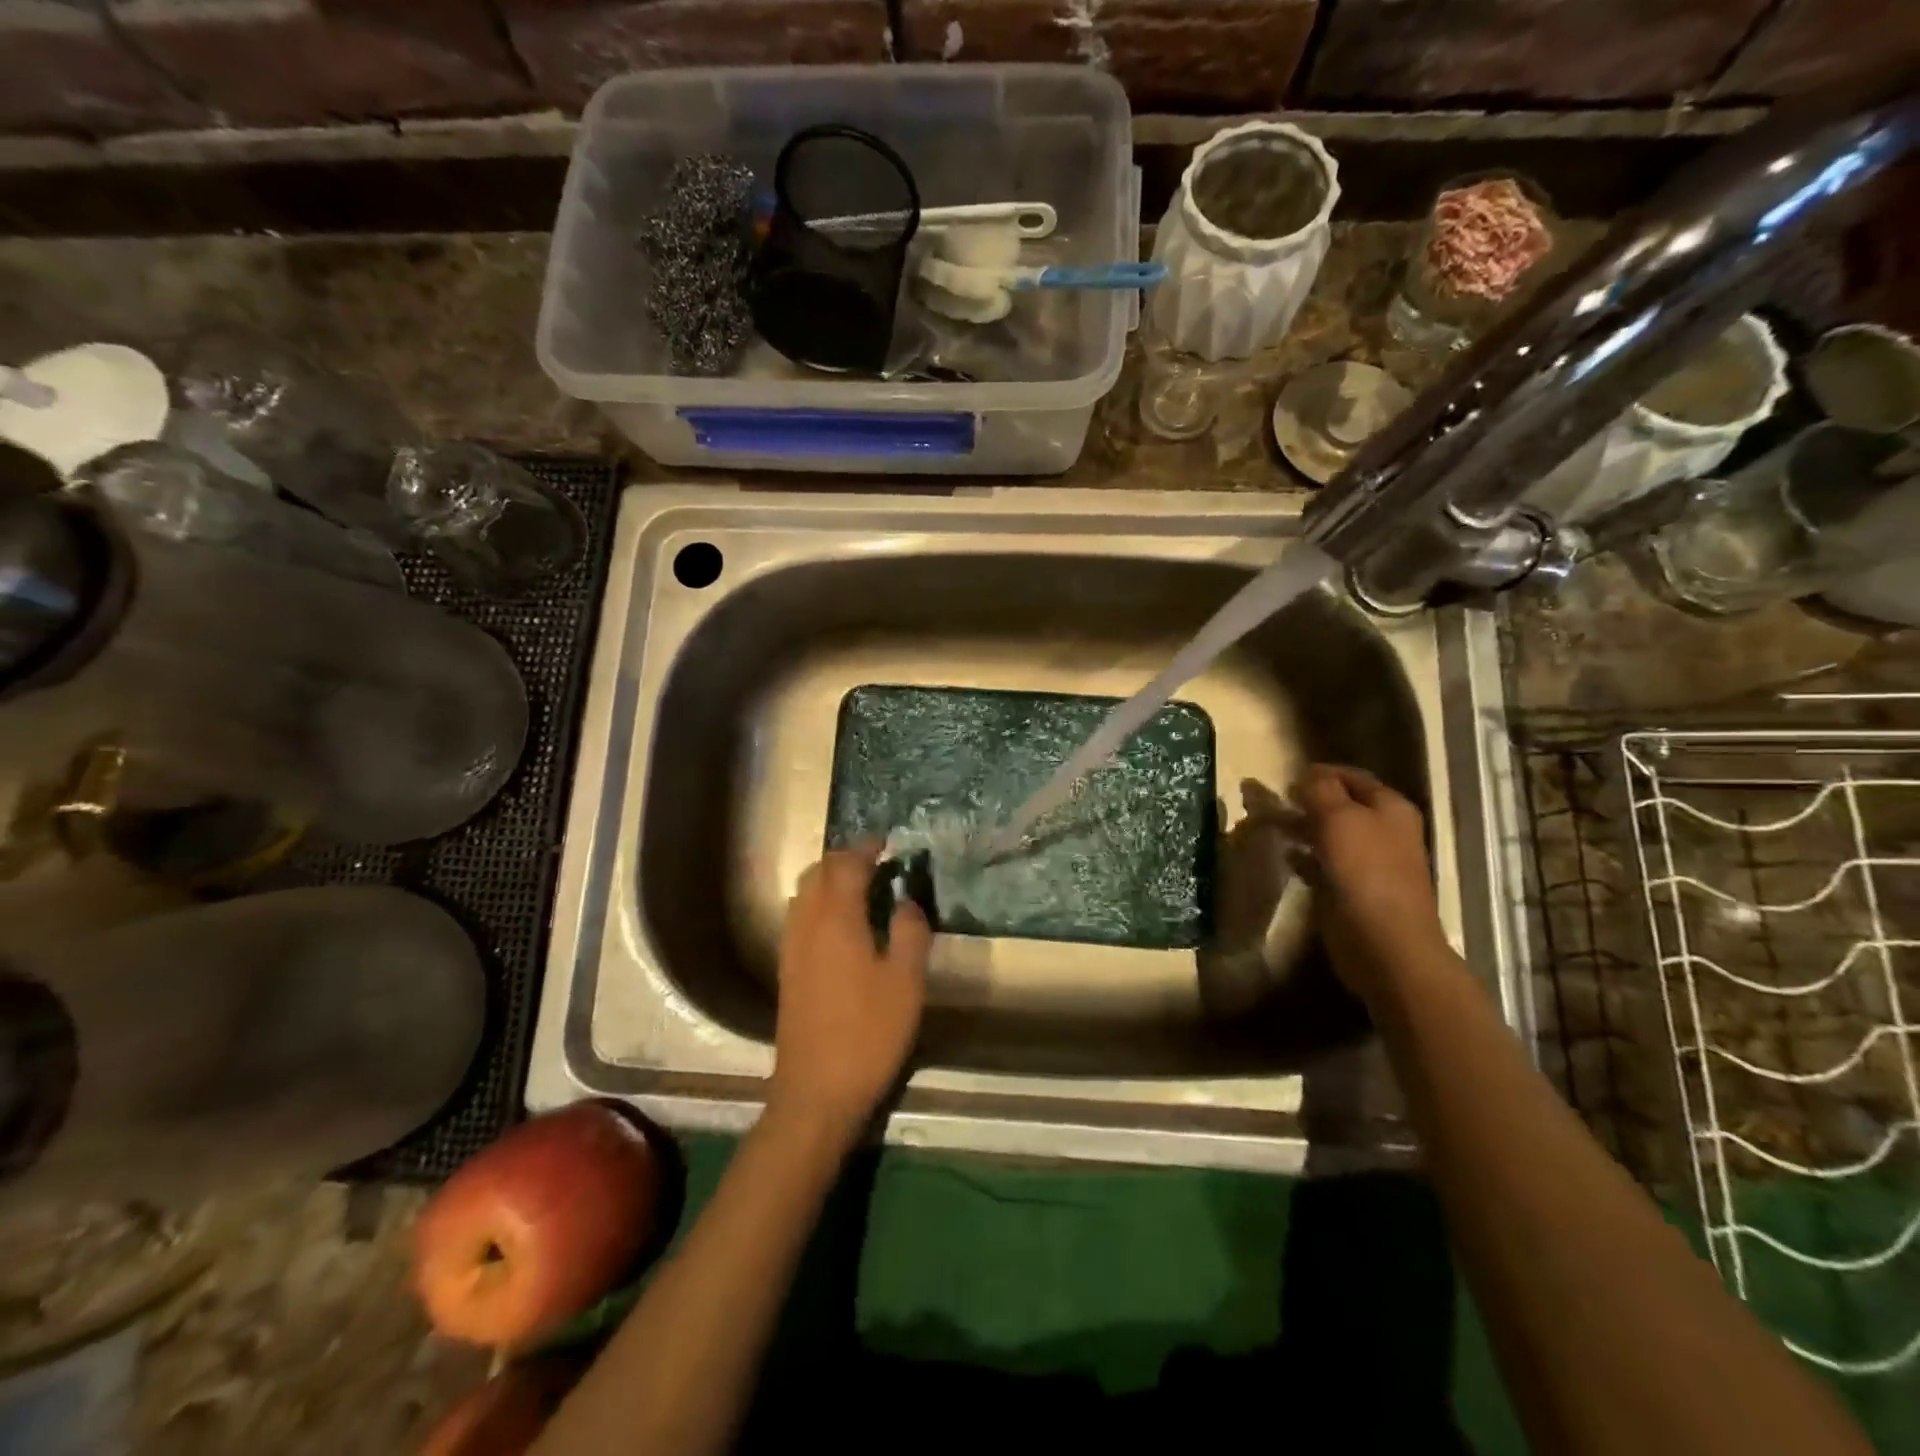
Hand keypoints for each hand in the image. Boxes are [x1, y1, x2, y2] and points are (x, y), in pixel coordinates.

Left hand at [768, 846, 930, 1141]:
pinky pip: (800, 917)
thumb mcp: (906, 982)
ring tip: (860, 887)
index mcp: (836, 920)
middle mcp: (806, 925)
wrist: (816, 1091)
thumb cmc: (868, 1033)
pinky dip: (820, 903)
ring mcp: (791, 948)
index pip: (845, 866)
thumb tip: (906, 901)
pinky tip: (841, 924)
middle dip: (844, 859)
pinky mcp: (787, 970)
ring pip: (804, 894)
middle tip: (875, 861)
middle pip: (817, 873)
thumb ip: (910, 932)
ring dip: (829, 880)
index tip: (886, 843)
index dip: (865, 849)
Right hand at [1287, 764, 1449, 1006]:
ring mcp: (1367, 863)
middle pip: (1340, 806)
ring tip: (1268, 825)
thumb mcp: (1339, 818)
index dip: (1322, 772)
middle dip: (1306, 801)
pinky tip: (1285, 856)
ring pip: (1328, 835)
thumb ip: (1321, 790)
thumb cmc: (1365, 872)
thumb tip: (1308, 775)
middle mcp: (1382, 832)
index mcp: (1390, 808)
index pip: (1353, 777)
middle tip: (1270, 800)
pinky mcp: (1349, 890)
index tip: (1287, 776)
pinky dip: (1303, 857)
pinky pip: (1322, 864)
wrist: (1383, 943)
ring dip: (1300, 828)